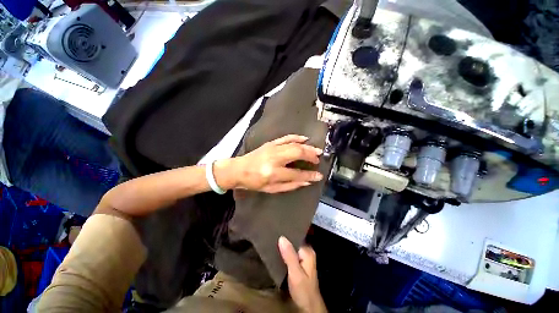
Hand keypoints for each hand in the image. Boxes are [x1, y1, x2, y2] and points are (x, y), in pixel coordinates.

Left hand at [215, 135, 323, 192]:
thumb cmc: (254, 182)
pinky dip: (296, 137)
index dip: (309, 175)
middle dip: (310, 156)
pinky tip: (305, 138)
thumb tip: (306, 181)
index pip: (296, 173)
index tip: (319, 175)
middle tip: (318, 159)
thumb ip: (290, 185)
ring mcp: (272, 148)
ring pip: (294, 144)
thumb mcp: (271, 189)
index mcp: (273, 173)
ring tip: (316, 150)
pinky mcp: (270, 143)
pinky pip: (286, 138)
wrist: (238, 170)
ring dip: (307, 147)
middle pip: (297, 153)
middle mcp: (274, 158)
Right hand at [278, 236, 326, 312]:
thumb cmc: (303, 289)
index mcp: (307, 251)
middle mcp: (306, 253)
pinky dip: (284, 254)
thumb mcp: (295, 272)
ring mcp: (302, 259)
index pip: (296, 237)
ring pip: (291, 249)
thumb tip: (282, 238)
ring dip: (283, 247)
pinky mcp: (298, 265)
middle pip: (293, 242)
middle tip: (271, 235)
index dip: (286, 234)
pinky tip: (277, 252)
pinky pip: (290, 255)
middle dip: (283, 240)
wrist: (308, 307)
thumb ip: (289, 255)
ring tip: (272, 242)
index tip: (276, 230)